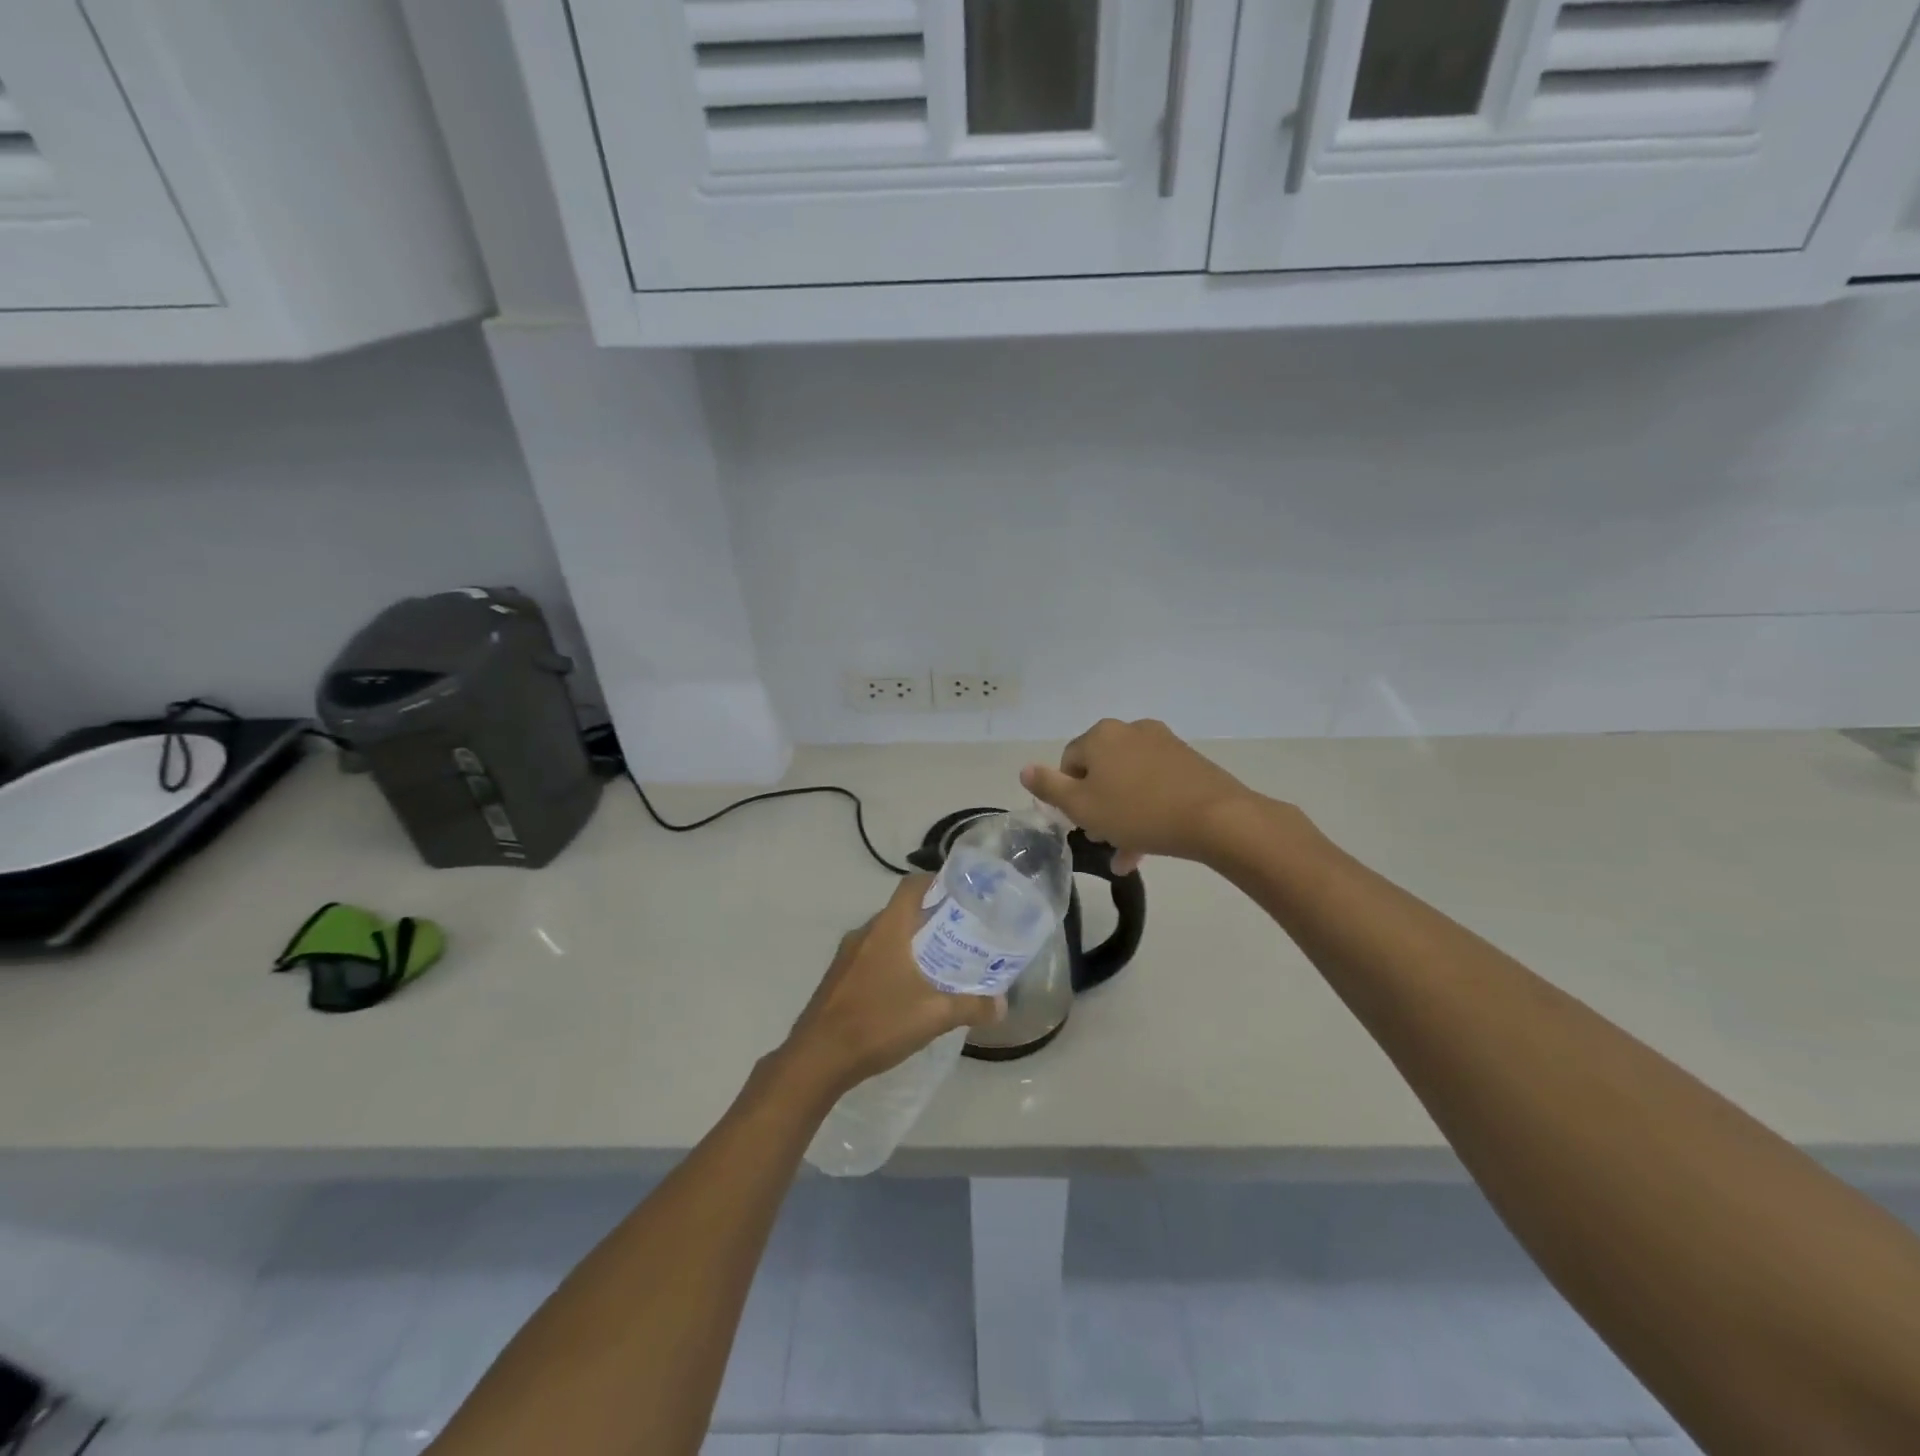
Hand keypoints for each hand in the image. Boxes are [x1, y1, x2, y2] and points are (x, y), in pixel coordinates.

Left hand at [782, 875, 1001, 1098]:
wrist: (817, 1059)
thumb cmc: (877, 1024)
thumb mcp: (933, 1016)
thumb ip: (971, 1007)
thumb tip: (1002, 1005)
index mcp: (887, 929)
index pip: (912, 886)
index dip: (937, 882)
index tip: (963, 895)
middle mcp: (865, 933)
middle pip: (902, 912)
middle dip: (931, 919)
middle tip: (962, 934)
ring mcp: (847, 956)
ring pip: (886, 936)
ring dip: (911, 944)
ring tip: (941, 963)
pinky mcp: (838, 978)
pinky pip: (872, 957)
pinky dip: (893, 963)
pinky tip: (908, 991)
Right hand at [1020, 718, 1257, 869]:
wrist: (1216, 818)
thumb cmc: (1138, 813)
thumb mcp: (1082, 806)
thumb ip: (1049, 788)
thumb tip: (1024, 769)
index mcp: (1101, 736)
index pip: (1069, 763)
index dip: (1068, 796)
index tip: (1080, 824)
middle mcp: (1130, 731)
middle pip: (1101, 771)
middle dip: (1098, 807)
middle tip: (1103, 839)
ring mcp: (1163, 744)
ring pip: (1129, 782)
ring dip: (1122, 815)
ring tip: (1127, 854)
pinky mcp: (1189, 761)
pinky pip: (1156, 785)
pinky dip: (1148, 810)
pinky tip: (1150, 845)